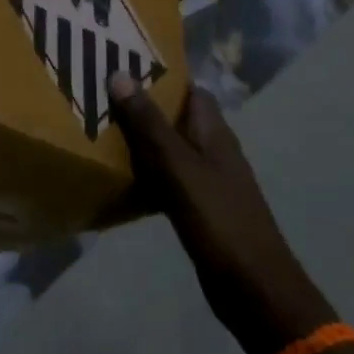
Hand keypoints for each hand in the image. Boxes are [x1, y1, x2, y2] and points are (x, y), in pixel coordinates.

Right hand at [107, 75, 334, 353]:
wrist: (254, 288)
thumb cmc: (219, 220)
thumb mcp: (178, 167)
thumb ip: (149, 124)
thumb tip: (120, 74)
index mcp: (214, 132)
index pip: (189, 88)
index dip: (160, 74)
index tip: (122, 65)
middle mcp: (213, 150)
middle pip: (176, 117)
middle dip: (142, 106)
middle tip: (99, 96)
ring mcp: (208, 180)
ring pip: (169, 148)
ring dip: (141, 140)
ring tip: (99, 130)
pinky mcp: (199, 208)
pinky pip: (167, 179)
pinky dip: (146, 173)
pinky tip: (120, 178)